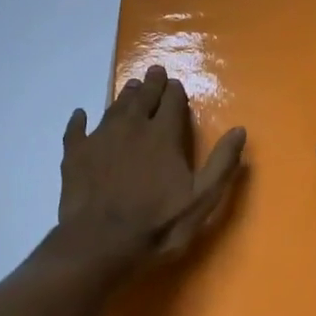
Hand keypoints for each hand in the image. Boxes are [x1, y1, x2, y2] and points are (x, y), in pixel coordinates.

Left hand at [53, 64, 245, 277]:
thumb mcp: (202, 199)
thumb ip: (221, 163)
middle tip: (155, 71)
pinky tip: (80, 115)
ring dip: (126, 95)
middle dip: (152, 83)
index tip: (176, 85)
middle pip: (143, 97)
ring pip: (115, 107)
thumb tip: (240, 130)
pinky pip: (77, 129)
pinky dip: (80, 120)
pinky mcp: (75, 154)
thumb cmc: (157, 224)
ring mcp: (100, 138)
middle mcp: (132, 127)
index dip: (175, 91)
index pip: (172, 102)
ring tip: (132, 87)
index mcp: (163, 135)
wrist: (99, 244)